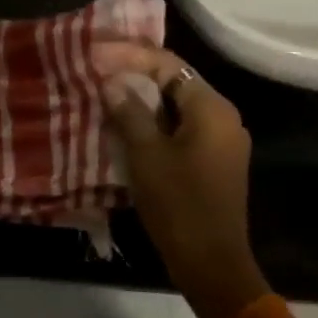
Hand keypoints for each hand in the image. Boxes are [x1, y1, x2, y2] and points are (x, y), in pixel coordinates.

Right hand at [96, 46, 268, 317]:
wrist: (211, 263)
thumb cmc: (178, 205)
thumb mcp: (146, 155)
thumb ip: (129, 112)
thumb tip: (112, 82)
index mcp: (212, 108)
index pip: (168, 64)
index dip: (129, 56)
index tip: (94, 54)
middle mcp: (223, 117)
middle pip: (174, 82)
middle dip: (134, 75)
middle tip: (96, 72)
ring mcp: (221, 141)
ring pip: (175, 107)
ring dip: (142, 101)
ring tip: (104, 96)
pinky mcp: (213, 162)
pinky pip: (180, 129)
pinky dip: (153, 123)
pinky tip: (124, 127)